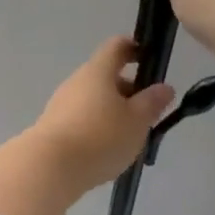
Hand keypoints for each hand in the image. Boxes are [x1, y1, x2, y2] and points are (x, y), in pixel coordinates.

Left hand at [31, 36, 175, 195]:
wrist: (49, 168)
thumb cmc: (100, 137)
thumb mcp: (137, 121)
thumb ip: (152, 103)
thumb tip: (164, 87)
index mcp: (98, 71)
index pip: (117, 46)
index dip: (135, 48)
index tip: (150, 60)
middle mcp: (76, 82)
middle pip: (106, 77)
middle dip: (129, 91)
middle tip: (147, 114)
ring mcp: (61, 105)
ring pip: (94, 101)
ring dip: (113, 113)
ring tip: (130, 138)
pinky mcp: (53, 128)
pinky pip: (82, 120)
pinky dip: (97, 129)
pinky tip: (107, 151)